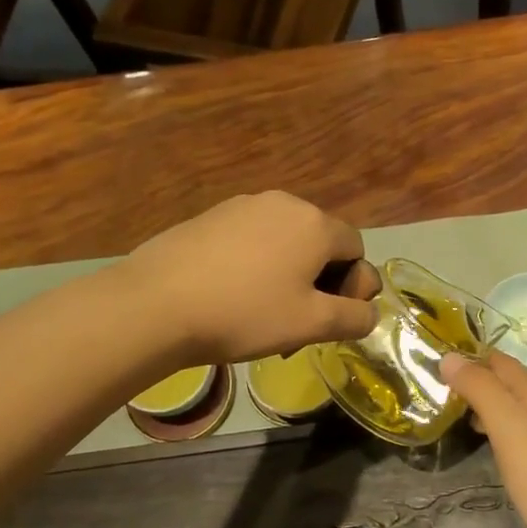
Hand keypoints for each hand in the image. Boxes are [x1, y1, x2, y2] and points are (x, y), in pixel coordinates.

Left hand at [122, 192, 379, 363]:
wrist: (155, 304)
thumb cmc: (245, 314)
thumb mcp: (312, 324)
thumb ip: (354, 318)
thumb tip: (370, 313)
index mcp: (315, 223)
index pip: (356, 249)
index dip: (354, 286)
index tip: (331, 319)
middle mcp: (283, 203)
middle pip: (321, 243)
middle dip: (321, 283)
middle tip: (300, 324)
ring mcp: (242, 206)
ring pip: (285, 242)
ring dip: (289, 276)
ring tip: (265, 314)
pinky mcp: (210, 217)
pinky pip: (251, 240)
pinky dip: (256, 266)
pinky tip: (233, 297)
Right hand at [441, 352, 526, 527]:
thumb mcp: (509, 427)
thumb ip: (481, 389)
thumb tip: (448, 357)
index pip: (499, 361)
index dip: (468, 354)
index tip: (431, 356)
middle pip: (505, 383)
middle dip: (472, 378)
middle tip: (431, 384)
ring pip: (509, 409)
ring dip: (480, 404)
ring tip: (445, 409)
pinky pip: (514, 435)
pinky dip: (492, 429)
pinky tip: (479, 442)